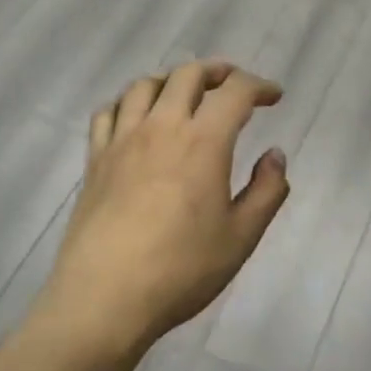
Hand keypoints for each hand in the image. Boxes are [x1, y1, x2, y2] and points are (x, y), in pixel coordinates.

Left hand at [40, 61, 290, 356]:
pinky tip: (136, 117)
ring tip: (185, 95)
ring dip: (172, 80)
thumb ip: (266, 191)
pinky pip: (108, 111)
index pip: (235, 91)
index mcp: (203, 141)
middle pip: (188, 74)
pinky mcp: (95, 159)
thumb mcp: (241, 237)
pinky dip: (128, 102)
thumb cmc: (181, 270)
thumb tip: (275, 155)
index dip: (259, 86)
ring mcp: (122, 140)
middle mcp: (162, 127)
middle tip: (233, 86)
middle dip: (217, 71)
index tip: (273, 97)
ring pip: (145, 85)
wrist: (104, 299)